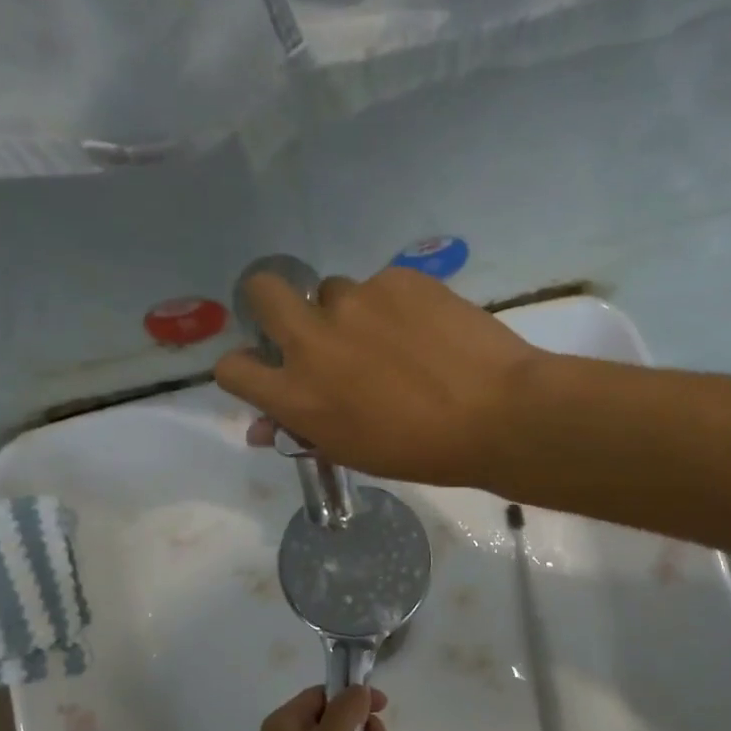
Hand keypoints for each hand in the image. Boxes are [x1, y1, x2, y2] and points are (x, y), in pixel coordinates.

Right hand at [214, 267, 544, 487]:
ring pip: (332, 291)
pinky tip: (426, 330)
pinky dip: (394, 306)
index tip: (266, 369)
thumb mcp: (352, 451)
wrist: (498, 415)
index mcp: (297, 394)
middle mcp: (312, 340)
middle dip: (272, 303)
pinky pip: (381, 286)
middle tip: (307, 324)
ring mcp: (354, 301)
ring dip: (347, 312)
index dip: (243, 367)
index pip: (232, 367)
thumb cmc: (421, 451)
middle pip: (262, 291)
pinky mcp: (397, 278)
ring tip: (393, 339)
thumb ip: (303, 430)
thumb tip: (264, 427)